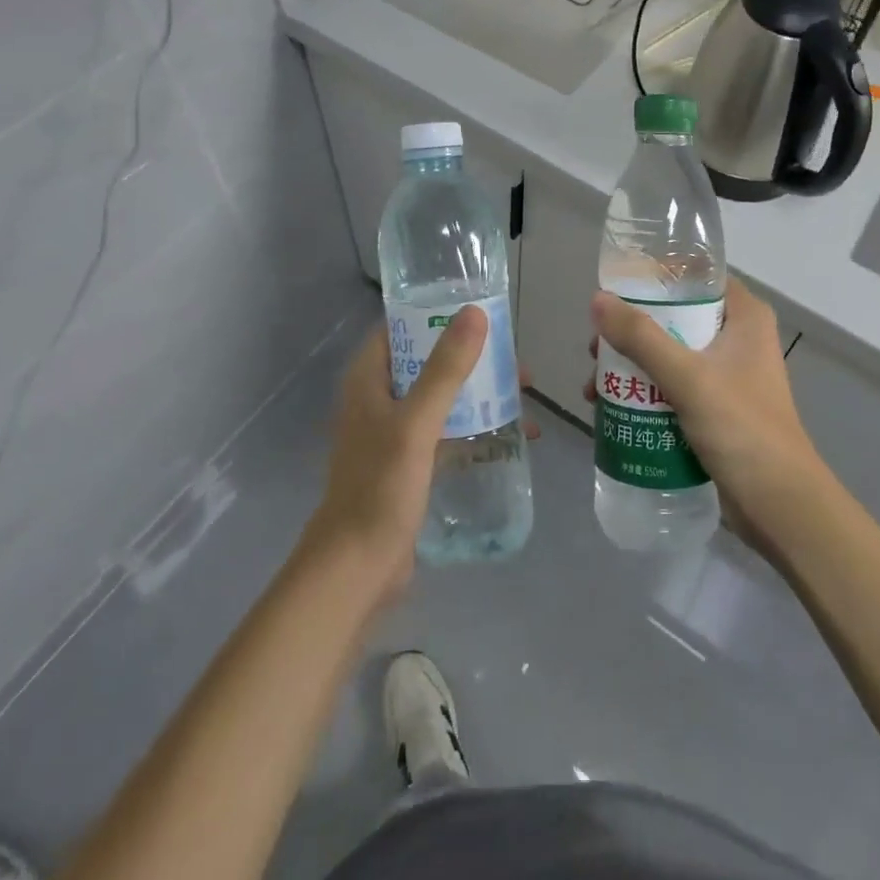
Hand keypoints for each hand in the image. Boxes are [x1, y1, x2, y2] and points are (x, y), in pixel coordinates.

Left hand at [304, 306, 486, 604]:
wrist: (357, 569)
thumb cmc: (380, 487)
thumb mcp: (417, 423)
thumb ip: (446, 369)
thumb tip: (475, 314)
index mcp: (367, 379)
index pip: (400, 328)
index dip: (436, 314)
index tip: (480, 310)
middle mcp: (377, 398)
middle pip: (427, 362)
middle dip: (471, 358)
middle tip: (512, 360)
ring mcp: (393, 433)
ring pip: (441, 397)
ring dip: (479, 392)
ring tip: (523, 393)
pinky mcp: (409, 463)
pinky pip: (447, 431)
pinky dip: (475, 426)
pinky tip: (512, 434)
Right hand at [588, 276, 827, 545]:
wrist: (780, 507)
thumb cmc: (741, 428)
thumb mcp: (687, 377)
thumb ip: (641, 337)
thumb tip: (597, 300)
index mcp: (745, 317)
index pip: (696, 278)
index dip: (655, 279)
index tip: (614, 292)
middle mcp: (739, 338)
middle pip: (676, 318)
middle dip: (632, 332)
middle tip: (596, 348)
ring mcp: (729, 376)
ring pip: (670, 355)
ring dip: (633, 367)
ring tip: (594, 386)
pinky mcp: (718, 409)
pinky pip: (674, 387)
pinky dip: (646, 393)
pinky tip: (613, 409)